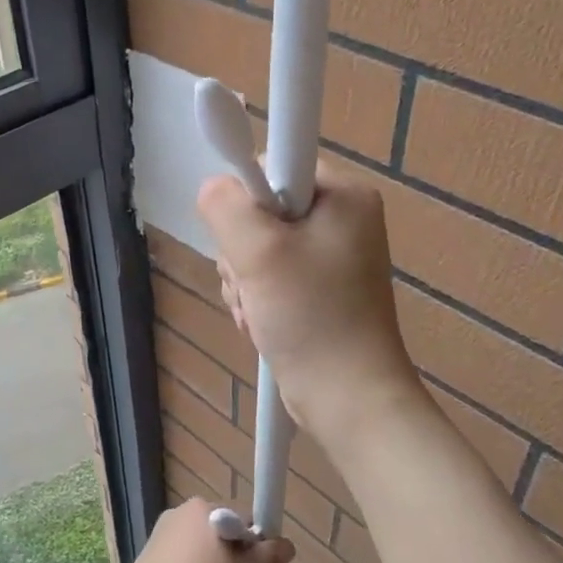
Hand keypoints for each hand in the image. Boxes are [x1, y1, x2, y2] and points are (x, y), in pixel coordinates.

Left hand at [107, 498, 294, 562]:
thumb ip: (269, 557)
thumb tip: (284, 544)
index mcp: (203, 509)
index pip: (245, 520)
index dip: (256, 547)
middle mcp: (178, 514)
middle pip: (221, 534)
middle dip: (233, 560)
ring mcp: (158, 537)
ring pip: (200, 553)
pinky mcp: (145, 562)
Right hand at [198, 162, 424, 442]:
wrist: (347, 398)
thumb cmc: (312, 317)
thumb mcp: (260, 252)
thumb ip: (226, 205)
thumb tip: (214, 186)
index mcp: (343, 195)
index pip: (274, 164)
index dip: (247, 198)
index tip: (248, 238)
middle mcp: (340, 219)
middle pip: (260, 211)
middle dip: (242, 252)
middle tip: (255, 284)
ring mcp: (330, 258)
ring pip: (257, 249)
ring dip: (245, 282)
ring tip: (260, 311)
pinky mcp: (318, 290)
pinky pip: (269, 277)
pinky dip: (257, 300)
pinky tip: (263, 323)